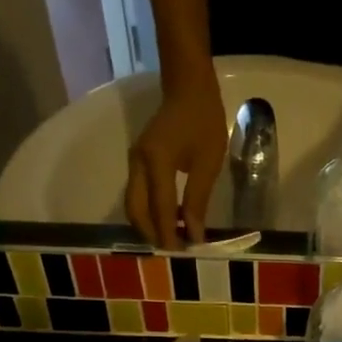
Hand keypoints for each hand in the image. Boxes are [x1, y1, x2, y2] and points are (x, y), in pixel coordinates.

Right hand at [127, 75, 226, 249]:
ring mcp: (134, 162)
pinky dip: (149, 211)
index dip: (169, 233)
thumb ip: (198, 199)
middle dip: (152, 234)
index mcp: (156, 162)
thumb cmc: (204, 122)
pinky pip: (137, 194)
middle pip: (136, 210)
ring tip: (171, 237)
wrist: (188, 89)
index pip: (160, 208)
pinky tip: (168, 218)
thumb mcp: (208, 163)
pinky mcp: (137, 161)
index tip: (182, 253)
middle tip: (173, 250)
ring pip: (133, 204)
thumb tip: (193, 233)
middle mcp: (137, 163)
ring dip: (148, 224)